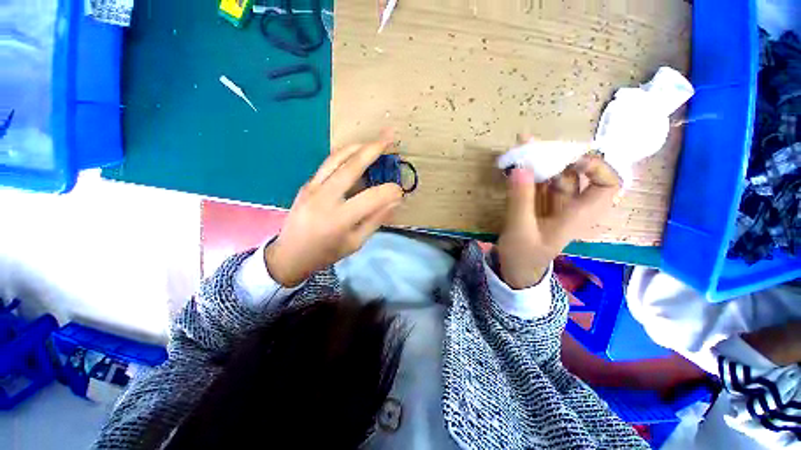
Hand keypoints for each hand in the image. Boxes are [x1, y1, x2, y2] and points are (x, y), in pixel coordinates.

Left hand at [265, 136, 403, 286]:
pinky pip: (328, 164)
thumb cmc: (326, 253)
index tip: (400, 191)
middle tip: (390, 138)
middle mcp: (324, 198)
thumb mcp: (356, 242)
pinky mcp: (307, 184)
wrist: (290, 254)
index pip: (372, 198)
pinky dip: (345, 155)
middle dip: (374, 150)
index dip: (390, 192)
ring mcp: (312, 188)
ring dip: (358, 146)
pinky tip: (356, 152)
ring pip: (337, 159)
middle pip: (352, 167)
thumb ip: (375, 220)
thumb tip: (394, 201)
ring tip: (374, 141)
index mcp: (339, 219)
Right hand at [497, 152, 621, 288]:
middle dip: (558, 156)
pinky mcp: (540, 204)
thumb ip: (520, 199)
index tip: (569, 158)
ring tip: (522, 147)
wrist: (516, 270)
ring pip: (556, 176)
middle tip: (533, 144)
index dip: (597, 166)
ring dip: (540, 161)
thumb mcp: (520, 230)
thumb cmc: (523, 255)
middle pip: (578, 173)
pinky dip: (529, 172)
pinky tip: (516, 164)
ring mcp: (555, 204)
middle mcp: (573, 206)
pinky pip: (539, 183)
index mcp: (579, 215)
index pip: (609, 184)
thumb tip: (520, 167)